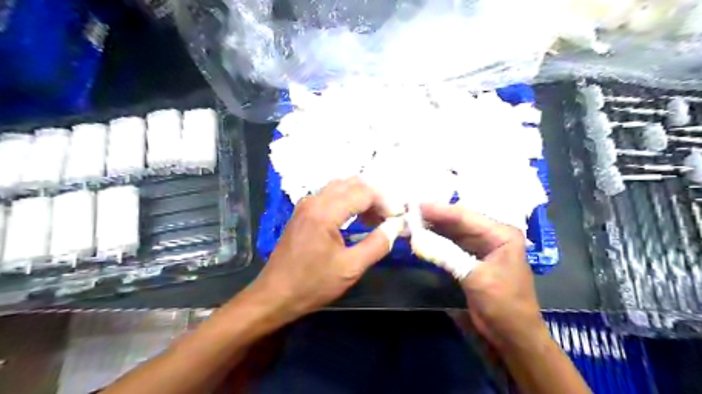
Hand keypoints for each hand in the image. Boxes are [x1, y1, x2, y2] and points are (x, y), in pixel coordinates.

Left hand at [252, 177, 392, 321]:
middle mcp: (314, 200)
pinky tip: (355, 219)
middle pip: (352, 183)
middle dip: (375, 196)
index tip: (397, 218)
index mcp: (325, 212)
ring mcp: (306, 204)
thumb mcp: (350, 268)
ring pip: (341, 186)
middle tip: (388, 217)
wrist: (275, 295)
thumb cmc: (312, 284)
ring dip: (361, 197)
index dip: (386, 202)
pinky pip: (330, 195)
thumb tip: (396, 226)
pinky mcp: (303, 212)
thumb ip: (377, 244)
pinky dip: (347, 201)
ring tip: (375, 219)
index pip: (364, 192)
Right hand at [419, 205, 545, 348]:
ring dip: (432, 227)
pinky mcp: (471, 257)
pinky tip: (420, 236)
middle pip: (458, 221)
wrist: (512, 335)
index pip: (465, 216)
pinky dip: (436, 241)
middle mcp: (492, 234)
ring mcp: (481, 245)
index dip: (438, 210)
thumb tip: (416, 239)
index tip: (414, 205)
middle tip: (408, 211)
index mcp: (501, 233)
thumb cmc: (502, 304)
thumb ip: (446, 255)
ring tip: (410, 221)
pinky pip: (451, 244)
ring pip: (453, 231)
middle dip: (433, 217)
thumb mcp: (475, 277)